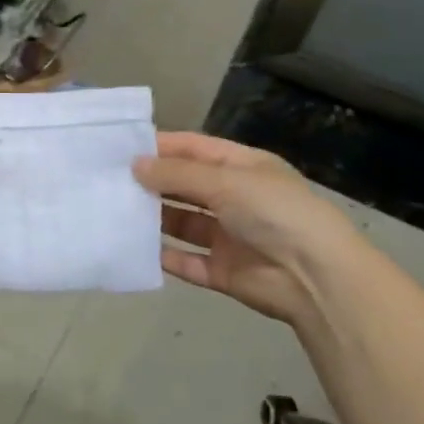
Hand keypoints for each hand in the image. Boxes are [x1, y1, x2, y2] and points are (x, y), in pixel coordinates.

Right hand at [134, 131, 359, 326]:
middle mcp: (235, 198)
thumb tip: (134, 165)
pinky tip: (135, 249)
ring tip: (115, 211)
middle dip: (153, 183)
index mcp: (243, 168)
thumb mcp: (224, 181)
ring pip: (182, 223)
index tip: (122, 148)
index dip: (162, 147)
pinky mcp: (222, 270)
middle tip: (109, 180)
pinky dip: (164, 256)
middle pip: (186, 186)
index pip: (195, 149)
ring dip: (154, 218)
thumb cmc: (273, 212)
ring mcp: (228, 236)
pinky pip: (186, 261)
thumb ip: (176, 174)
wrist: (314, 276)